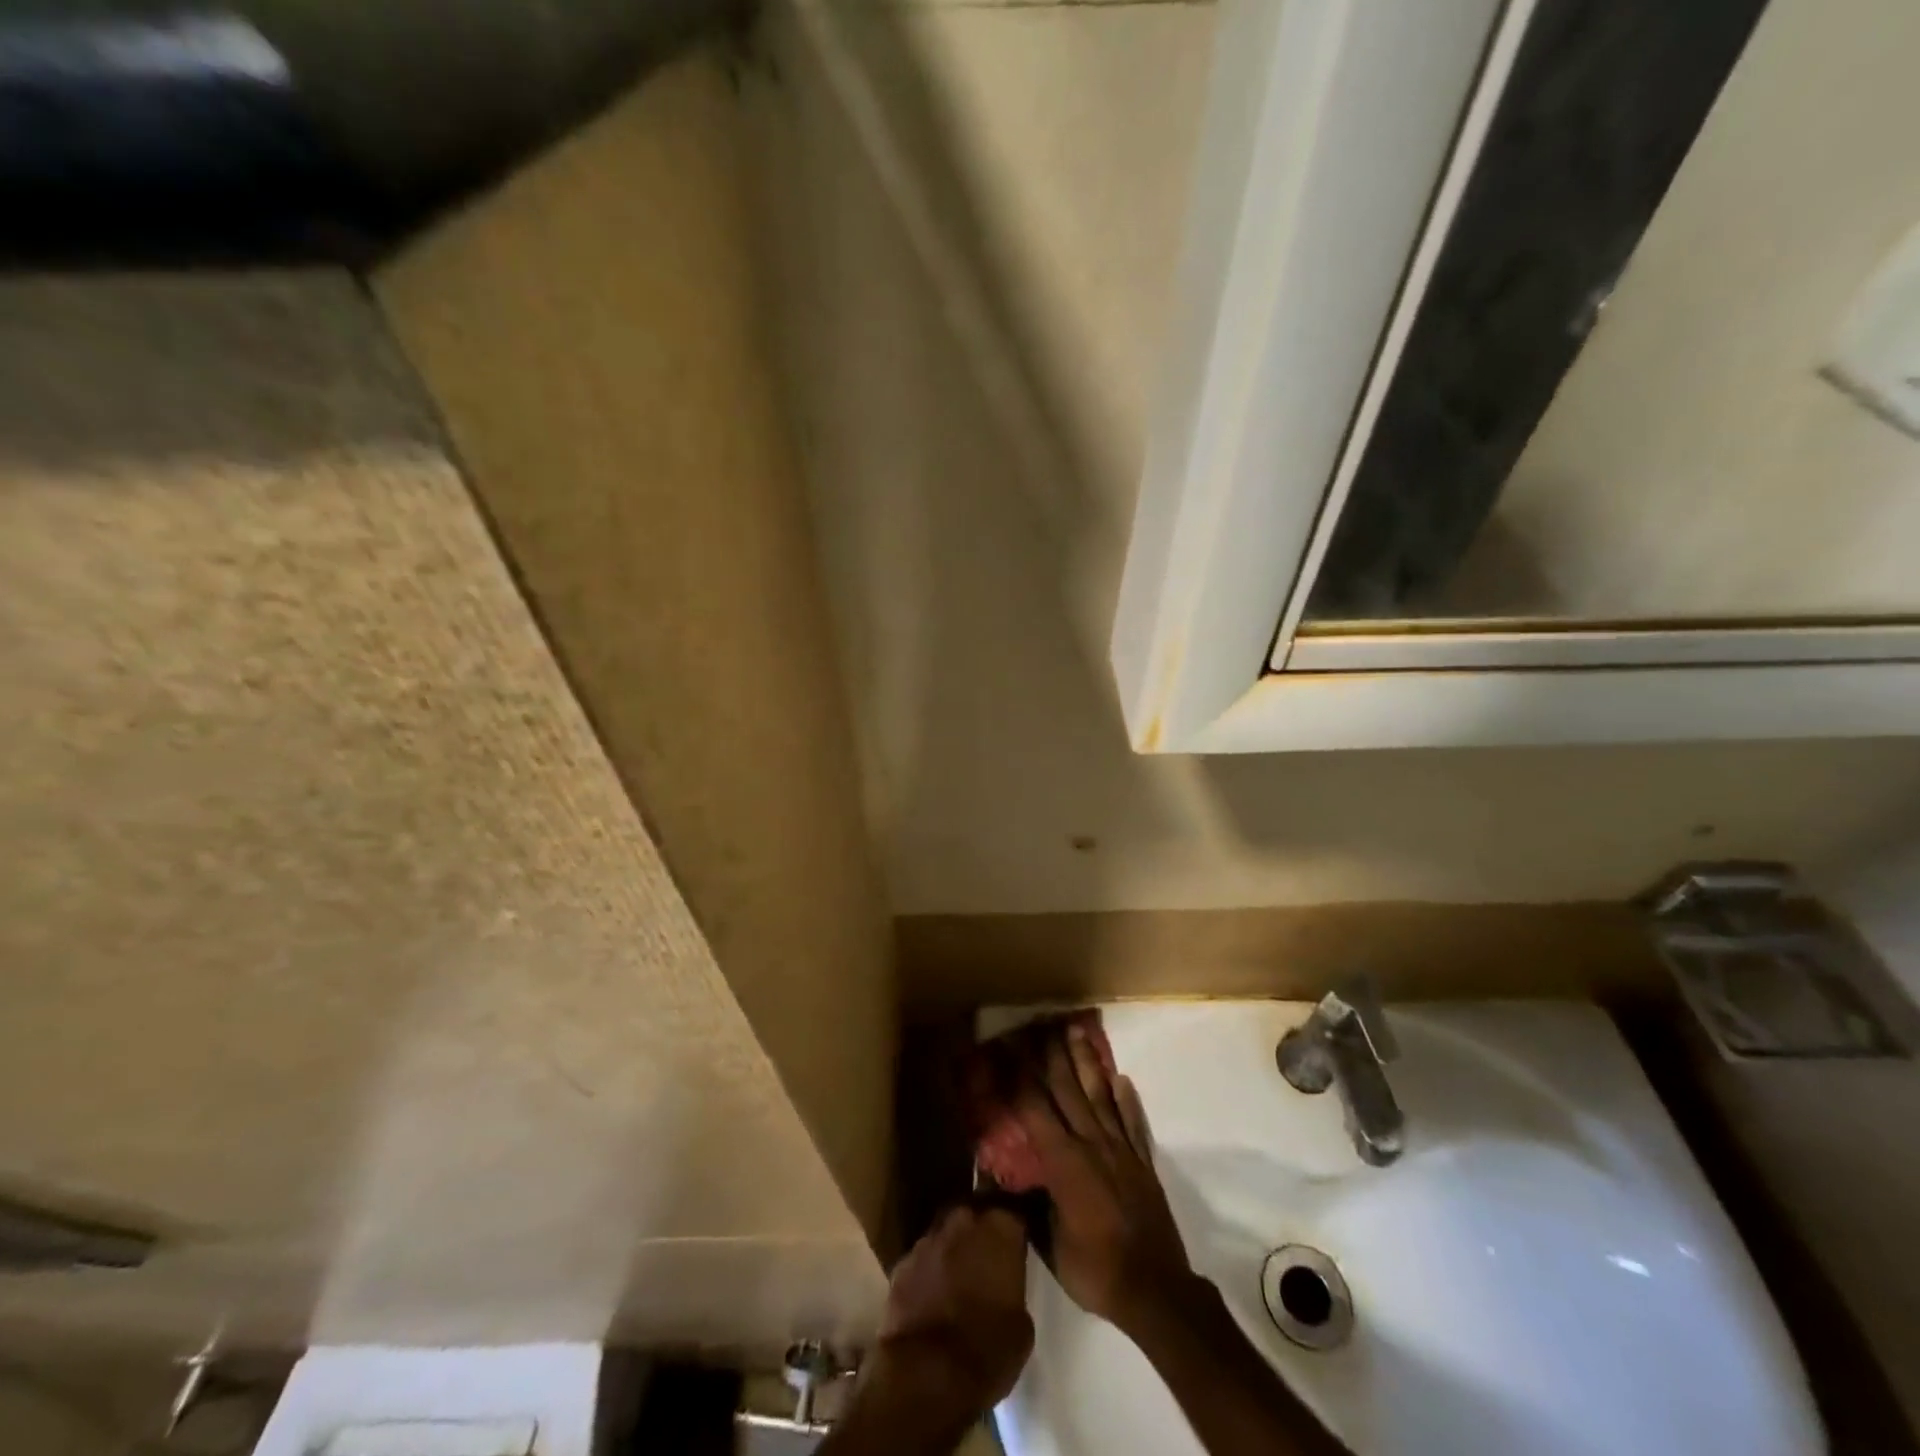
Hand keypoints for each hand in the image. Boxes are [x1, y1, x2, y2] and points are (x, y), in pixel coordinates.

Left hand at [871, 1205, 1034, 1421]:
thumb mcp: (1022, 1326)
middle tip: (985, 1263)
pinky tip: (930, 1299)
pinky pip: (921, 1262)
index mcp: (999, 1229)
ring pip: (945, 1237)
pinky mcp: (901, 1264)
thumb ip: (1013, 1290)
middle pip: (974, 1217)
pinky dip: (927, 1274)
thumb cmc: (987, 1350)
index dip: (1013, 1232)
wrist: (926, 1374)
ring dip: (951, 1253)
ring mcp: (927, 1240)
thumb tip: (1004, 1289)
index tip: (1015, 1247)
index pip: (1012, 1214)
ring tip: (956, 1283)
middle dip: (979, 1235)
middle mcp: (963, 1221)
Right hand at [1016, 1023, 1201, 1338]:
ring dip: (1087, 1062)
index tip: (1008, 1049)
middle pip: (1067, 1090)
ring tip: (1077, 1032)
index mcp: (1064, 1162)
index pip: (1035, 1109)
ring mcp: (1120, 1150)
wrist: (1156, 1290)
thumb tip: (1001, 1185)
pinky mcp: (1142, 1162)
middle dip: (1051, 1056)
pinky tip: (1121, 1079)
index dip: (1019, 1077)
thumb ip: (1028, 1207)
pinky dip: (1126, 1099)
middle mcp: (1091, 1144)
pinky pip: (1132, 1122)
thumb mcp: (1049, 1244)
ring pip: (1100, 1096)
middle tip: (1041, 1025)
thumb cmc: (1095, 1270)